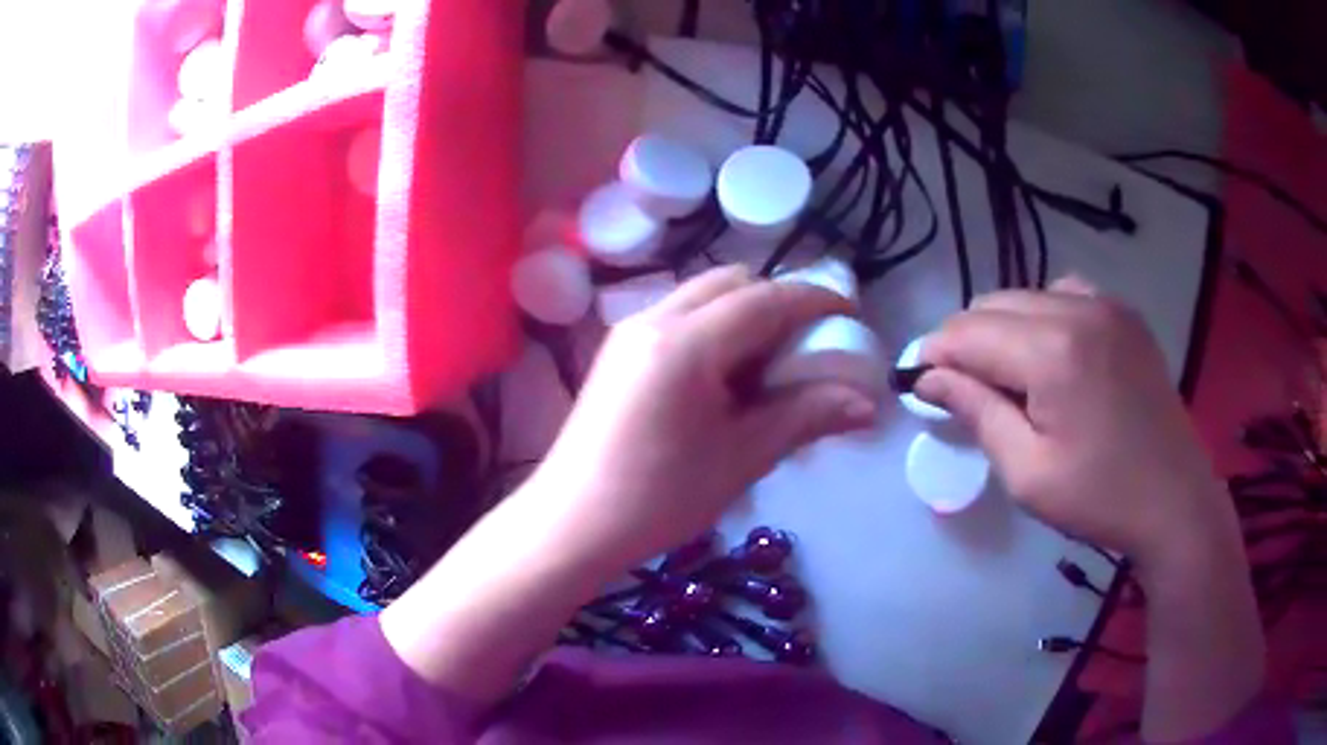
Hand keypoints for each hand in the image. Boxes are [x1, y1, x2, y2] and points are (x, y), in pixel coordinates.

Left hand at [527, 265, 877, 571]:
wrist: (570, 524)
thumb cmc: (658, 498)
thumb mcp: (742, 458)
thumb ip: (806, 417)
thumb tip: (868, 404)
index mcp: (686, 343)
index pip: (767, 299)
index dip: (816, 301)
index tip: (851, 317)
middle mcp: (654, 318)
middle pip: (732, 283)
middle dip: (779, 302)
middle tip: (807, 346)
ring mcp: (629, 331)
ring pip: (703, 296)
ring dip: (745, 315)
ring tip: (768, 369)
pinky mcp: (617, 351)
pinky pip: (679, 318)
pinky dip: (715, 329)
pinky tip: (724, 379)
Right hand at [916, 277, 1235, 565]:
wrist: (1174, 499)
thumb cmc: (1099, 497)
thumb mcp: (1027, 472)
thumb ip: (977, 412)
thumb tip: (928, 377)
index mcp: (1053, 350)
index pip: (967, 332)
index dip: (933, 355)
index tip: (917, 385)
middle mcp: (1077, 306)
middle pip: (992, 304)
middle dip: (966, 343)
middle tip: (963, 392)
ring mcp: (1105, 303)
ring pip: (1026, 297)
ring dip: (1003, 331)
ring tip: (1009, 380)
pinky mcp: (1123, 313)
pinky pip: (1063, 295)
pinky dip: (1041, 319)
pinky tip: (1052, 359)